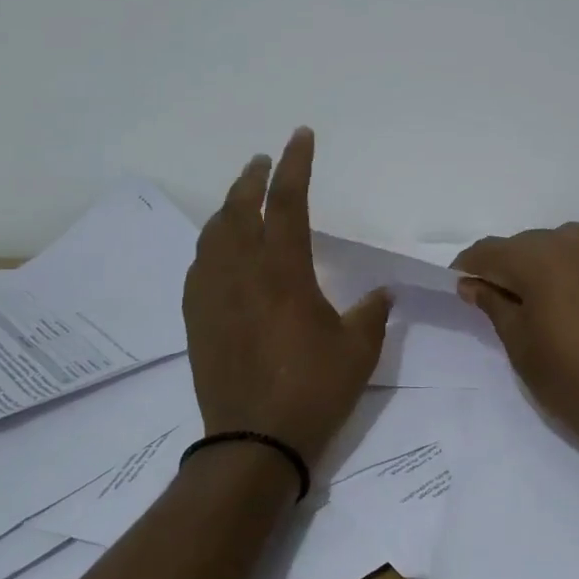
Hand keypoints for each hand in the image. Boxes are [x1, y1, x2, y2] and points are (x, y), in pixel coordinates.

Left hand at [183, 128, 391, 469]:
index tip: (300, 136)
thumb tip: (381, 294)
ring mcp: (213, 295)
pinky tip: (219, 251)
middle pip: (239, 209)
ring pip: (213, 235)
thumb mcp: (359, 351)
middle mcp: (242, 273)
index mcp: (284, 272)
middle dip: (253, 178)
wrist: (253, 442)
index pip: (287, 202)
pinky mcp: (197, 319)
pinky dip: (212, 245)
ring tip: (240, 199)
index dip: (295, 165)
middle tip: (263, 161)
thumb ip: (372, 313)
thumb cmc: (313, 391)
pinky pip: (200, 266)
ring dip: (228, 208)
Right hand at [453, 224, 578, 473]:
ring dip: (550, 264)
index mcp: (540, 259)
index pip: (490, 251)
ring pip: (567, 244)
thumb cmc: (574, 383)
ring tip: (549, 298)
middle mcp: (577, 241)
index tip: (461, 286)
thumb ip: (493, 304)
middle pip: (529, 244)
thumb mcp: (521, 347)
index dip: (469, 267)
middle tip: (504, 300)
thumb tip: (472, 283)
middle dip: (511, 266)